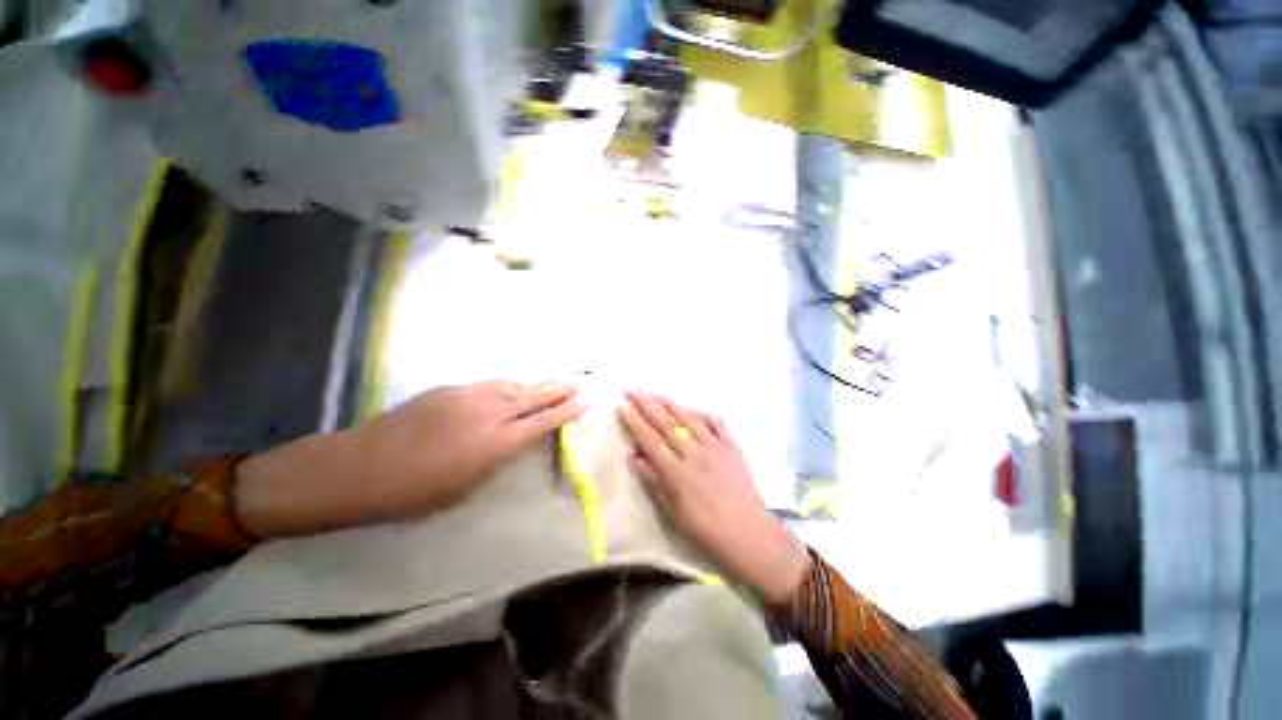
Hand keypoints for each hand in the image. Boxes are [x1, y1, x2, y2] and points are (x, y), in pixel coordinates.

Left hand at [236, 380, 582, 537]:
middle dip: (558, 390)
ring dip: (534, 386)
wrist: (360, 467)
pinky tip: (511, 389)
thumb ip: (497, 458)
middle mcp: (489, 414)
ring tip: (550, 385)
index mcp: (496, 445)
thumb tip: (515, 441)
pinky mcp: (451, 388)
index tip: (583, 402)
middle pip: (534, 397)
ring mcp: (469, 396)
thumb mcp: (466, 487)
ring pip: (513, 385)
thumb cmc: (414, 493)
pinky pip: (490, 384)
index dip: (565, 412)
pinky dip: (508, 386)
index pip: (542, 423)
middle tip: (577, 383)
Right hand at [619, 392, 810, 604]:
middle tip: (631, 390)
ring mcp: (715, 447)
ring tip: (655, 394)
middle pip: (666, 423)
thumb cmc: (705, 529)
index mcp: (676, 472)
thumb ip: (653, 479)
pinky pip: (716, 423)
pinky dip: (703, 414)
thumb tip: (633, 455)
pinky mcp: (732, 446)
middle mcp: (694, 453)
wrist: (748, 534)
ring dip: (670, 403)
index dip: (635, 422)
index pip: (650, 440)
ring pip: (689, 418)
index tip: (623, 406)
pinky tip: (693, 409)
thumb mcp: (672, 509)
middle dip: (647, 404)